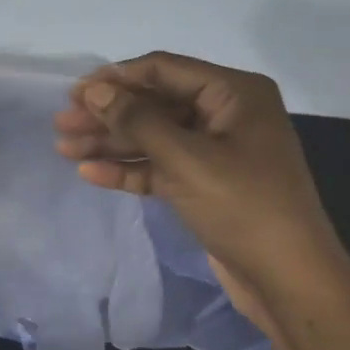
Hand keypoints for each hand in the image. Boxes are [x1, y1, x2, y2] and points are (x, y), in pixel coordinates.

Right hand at [52, 51, 343, 293]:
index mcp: (234, 94)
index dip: (116, 78)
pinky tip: (91, 174)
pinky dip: (128, 169)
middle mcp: (225, 114)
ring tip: (65, 149)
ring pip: (152, 136)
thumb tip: (93, 90)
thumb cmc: (242, 206)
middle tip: (62, 124)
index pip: (163, 70)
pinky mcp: (203, 183)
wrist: (288, 279)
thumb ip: (136, 120)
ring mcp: (214, 150)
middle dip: (107, 114)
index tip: (74, 93)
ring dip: (110, 143)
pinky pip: (159, 166)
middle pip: (153, 104)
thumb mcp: (185, 158)